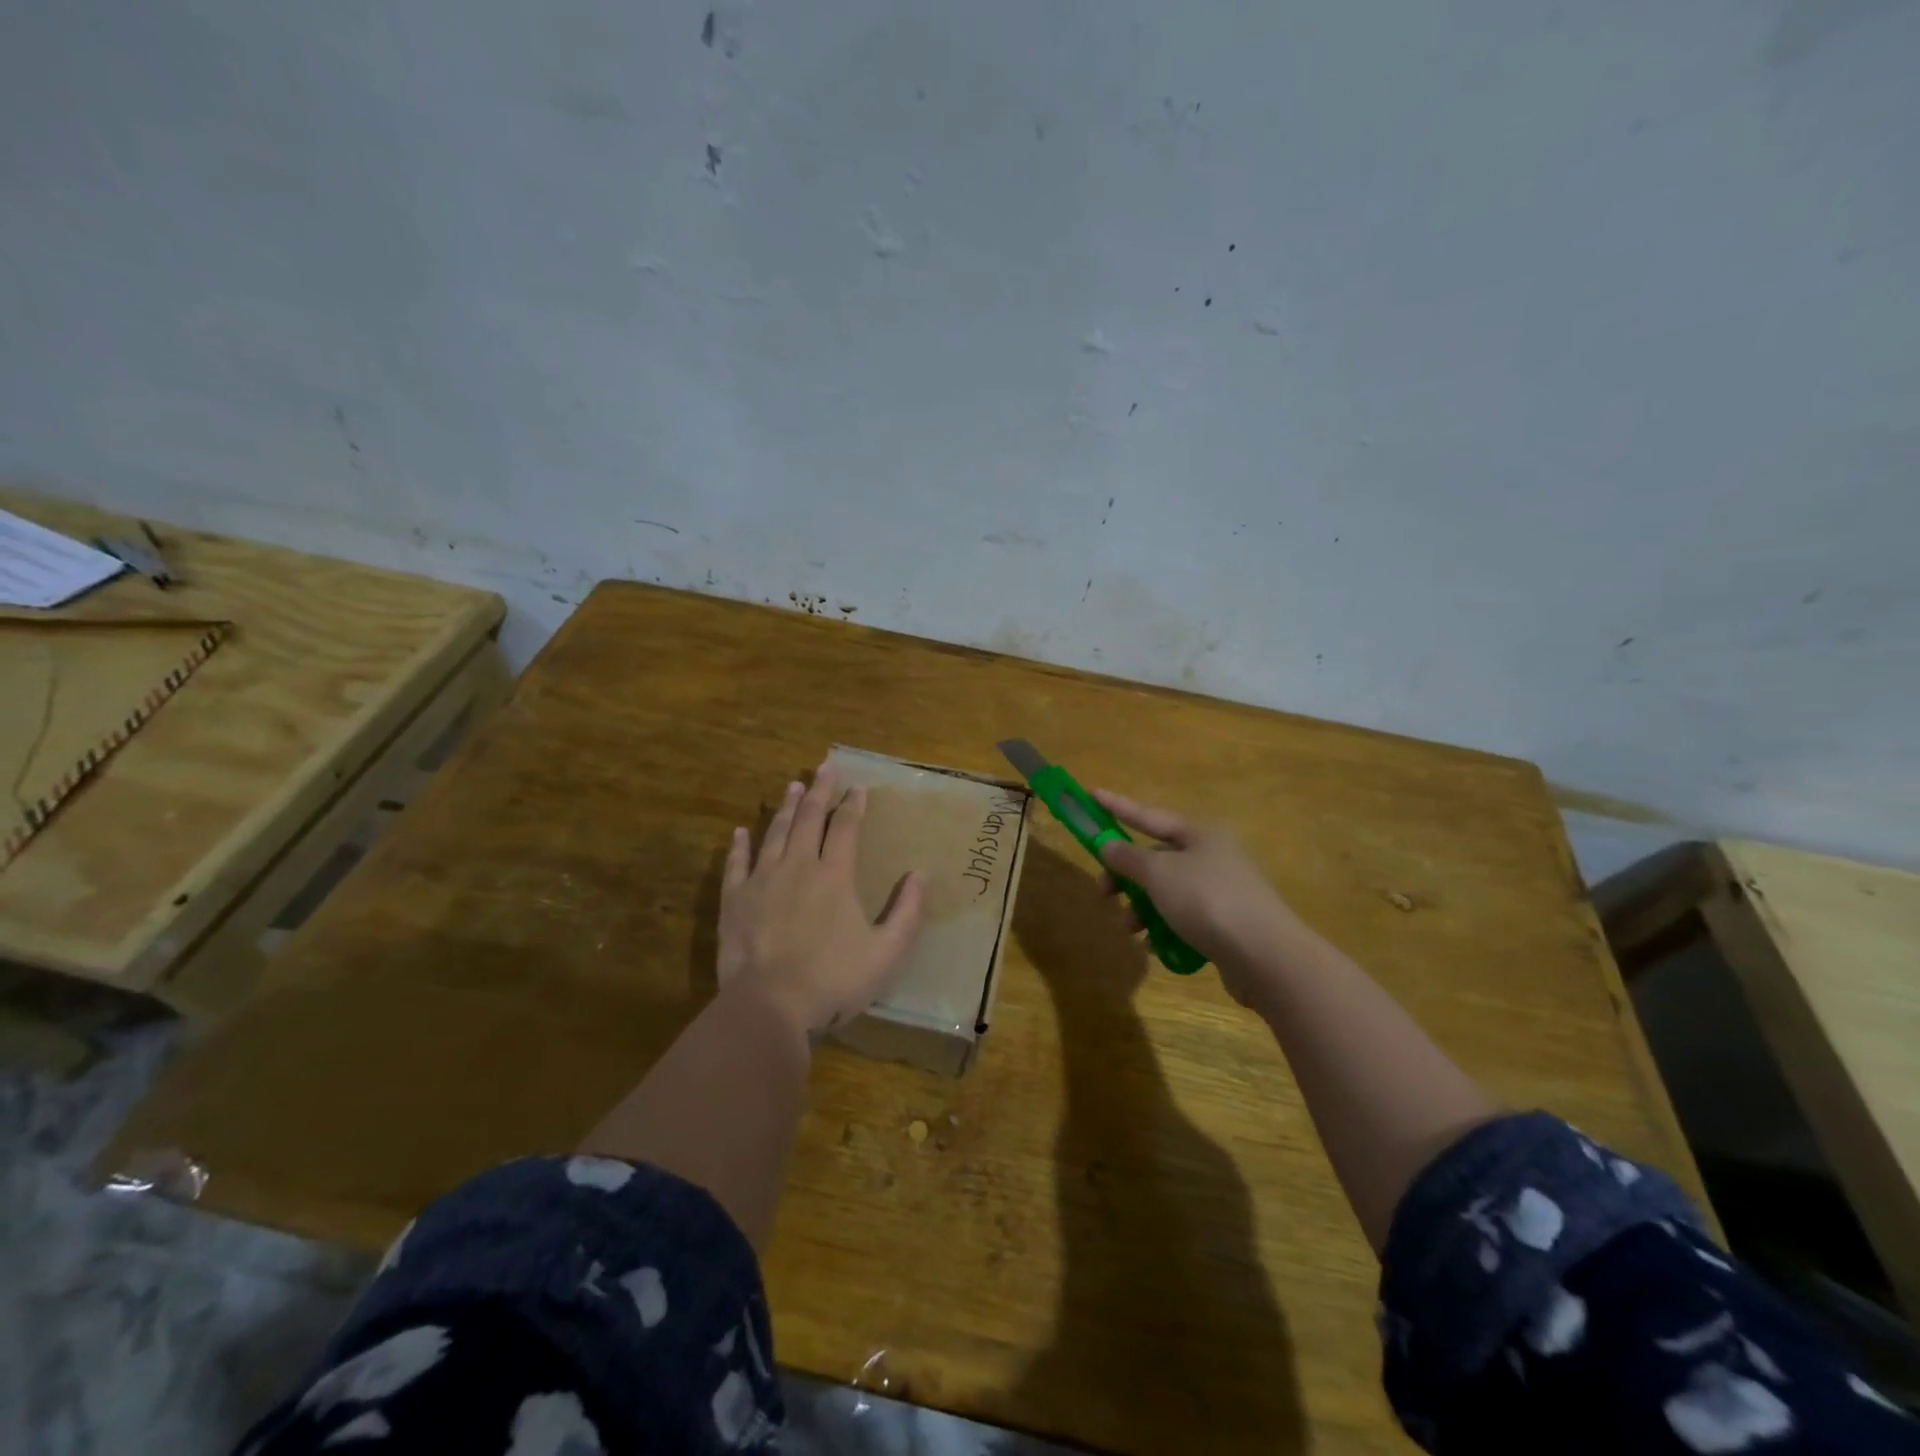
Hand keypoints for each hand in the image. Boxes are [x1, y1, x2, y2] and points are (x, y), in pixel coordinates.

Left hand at [717, 762, 925, 1033]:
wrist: (769, 1006)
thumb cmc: (833, 979)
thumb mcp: (886, 952)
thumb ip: (907, 912)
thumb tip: (920, 874)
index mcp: (834, 875)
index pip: (845, 827)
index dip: (853, 804)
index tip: (858, 786)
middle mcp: (798, 866)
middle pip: (809, 819)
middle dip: (819, 791)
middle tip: (824, 767)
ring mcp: (762, 881)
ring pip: (774, 833)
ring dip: (785, 808)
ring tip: (792, 786)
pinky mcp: (734, 900)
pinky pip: (736, 864)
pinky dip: (739, 845)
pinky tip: (740, 831)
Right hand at [1093, 790, 1307, 1005]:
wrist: (1265, 956)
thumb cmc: (1207, 900)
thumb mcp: (1159, 873)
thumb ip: (1128, 858)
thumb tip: (1108, 845)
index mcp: (1200, 835)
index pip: (1149, 816)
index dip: (1118, 806)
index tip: (1092, 794)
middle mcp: (1212, 857)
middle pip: (1156, 858)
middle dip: (1126, 875)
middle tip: (1104, 892)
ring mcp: (1221, 891)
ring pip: (1166, 892)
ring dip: (1141, 907)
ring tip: (1131, 928)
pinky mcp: (1225, 925)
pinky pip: (1182, 919)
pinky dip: (1164, 928)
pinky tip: (1155, 945)